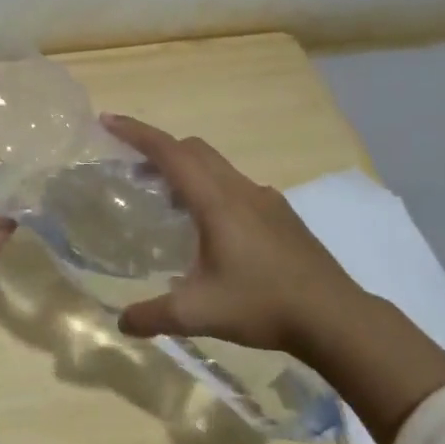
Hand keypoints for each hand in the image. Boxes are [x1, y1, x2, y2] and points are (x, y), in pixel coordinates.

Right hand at [100, 113, 444, 443]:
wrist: (336, 317)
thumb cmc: (263, 305)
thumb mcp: (198, 314)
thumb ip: (153, 315)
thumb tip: (121, 322)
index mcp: (216, 202)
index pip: (169, 152)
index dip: (136, 133)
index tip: (108, 121)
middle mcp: (240, 190)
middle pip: (193, 150)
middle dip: (158, 149)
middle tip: (131, 169)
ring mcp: (266, 200)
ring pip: (217, 167)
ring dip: (186, 171)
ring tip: (166, 201)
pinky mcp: (282, 216)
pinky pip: (236, 187)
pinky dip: (211, 190)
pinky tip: (211, 230)